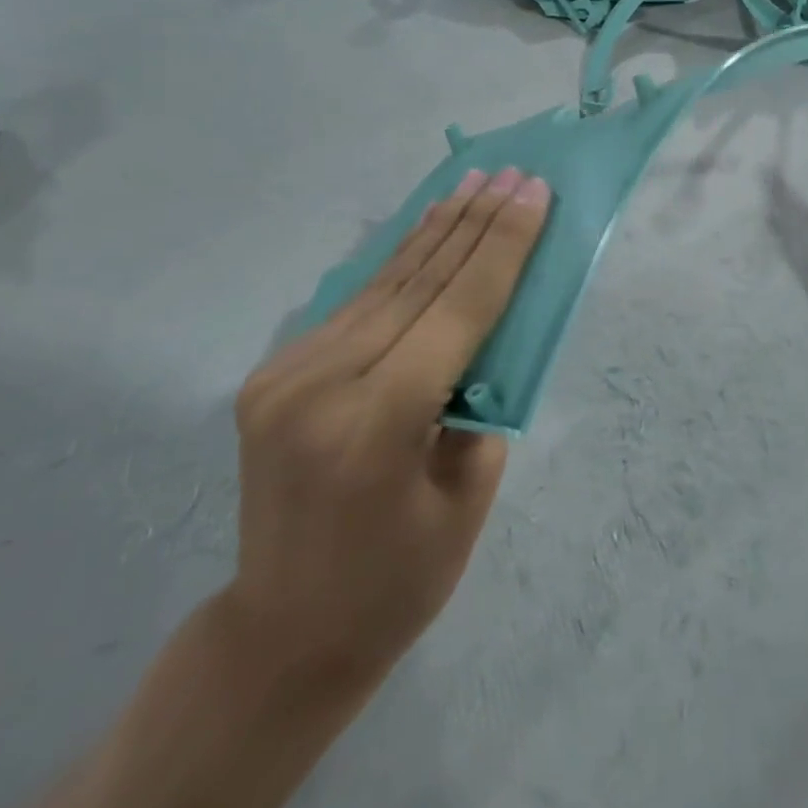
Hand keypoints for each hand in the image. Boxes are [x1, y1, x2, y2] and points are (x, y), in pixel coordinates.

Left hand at [226, 167, 550, 687]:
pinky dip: (397, 262)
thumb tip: (489, 329)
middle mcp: (322, 383)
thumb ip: (481, 400)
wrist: (283, 634)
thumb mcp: (468, 497)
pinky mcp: (273, 373)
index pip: (458, 309)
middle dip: (476, 222)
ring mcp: (286, 374)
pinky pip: (353, 304)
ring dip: (436, 228)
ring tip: (474, 180)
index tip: (534, 193)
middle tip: (514, 173)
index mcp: (377, 423)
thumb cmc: (399, 582)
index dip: (503, 246)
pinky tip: (425, 229)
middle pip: (419, 282)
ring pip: (382, 282)